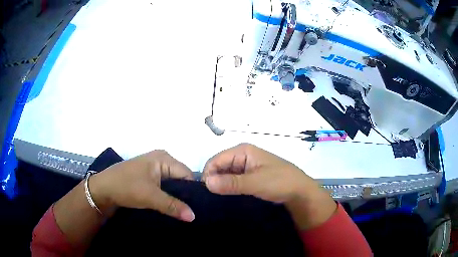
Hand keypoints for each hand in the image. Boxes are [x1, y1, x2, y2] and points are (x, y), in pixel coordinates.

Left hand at [90, 150, 194, 221]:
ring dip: (175, 198)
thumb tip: (194, 217)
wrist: (103, 189)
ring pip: (172, 184)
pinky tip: (171, 207)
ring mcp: (154, 168)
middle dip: (184, 195)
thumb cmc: (126, 187)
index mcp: (163, 158)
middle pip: (180, 179)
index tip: (197, 208)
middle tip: (190, 212)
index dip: (193, 191)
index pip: (187, 174)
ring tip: (182, 212)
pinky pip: (164, 186)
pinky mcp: (148, 177)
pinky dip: (167, 196)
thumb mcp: (150, 197)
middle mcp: (161, 160)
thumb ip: (173, 206)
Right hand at [203, 143, 336, 228]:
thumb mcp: (255, 183)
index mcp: (243, 151)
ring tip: (218, 200)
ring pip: (226, 174)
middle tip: (212, 199)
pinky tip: (227, 198)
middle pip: (220, 166)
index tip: (207, 193)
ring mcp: (247, 167)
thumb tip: (206, 182)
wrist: (300, 192)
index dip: (208, 174)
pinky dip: (229, 188)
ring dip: (222, 185)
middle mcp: (243, 156)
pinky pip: (234, 181)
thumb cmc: (280, 182)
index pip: (215, 160)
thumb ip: (231, 183)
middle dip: (214, 180)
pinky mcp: (250, 177)